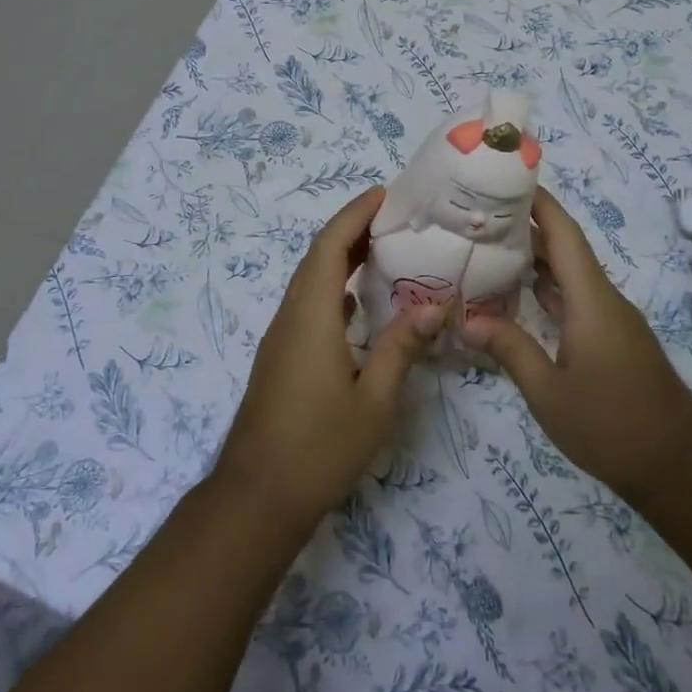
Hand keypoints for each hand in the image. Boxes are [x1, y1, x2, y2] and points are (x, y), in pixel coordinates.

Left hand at [212, 187, 443, 531]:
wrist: (257, 497)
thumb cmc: (319, 448)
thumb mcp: (374, 401)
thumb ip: (401, 348)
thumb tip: (433, 306)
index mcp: (311, 316)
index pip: (330, 247)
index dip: (354, 215)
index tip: (383, 194)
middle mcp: (291, 317)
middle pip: (317, 257)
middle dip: (350, 229)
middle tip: (392, 216)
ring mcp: (281, 338)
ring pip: (310, 281)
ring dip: (341, 257)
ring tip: (382, 249)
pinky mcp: (281, 357)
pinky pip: (307, 305)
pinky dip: (333, 289)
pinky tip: (358, 303)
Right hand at [461, 187, 691, 504]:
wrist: (680, 468)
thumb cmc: (612, 426)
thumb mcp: (548, 393)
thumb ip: (509, 350)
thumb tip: (467, 320)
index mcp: (591, 300)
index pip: (564, 234)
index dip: (538, 202)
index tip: (505, 179)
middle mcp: (604, 299)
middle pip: (564, 249)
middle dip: (525, 227)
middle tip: (477, 217)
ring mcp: (610, 320)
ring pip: (569, 276)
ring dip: (534, 259)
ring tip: (487, 248)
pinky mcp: (612, 339)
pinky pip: (575, 300)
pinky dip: (545, 290)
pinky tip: (516, 296)